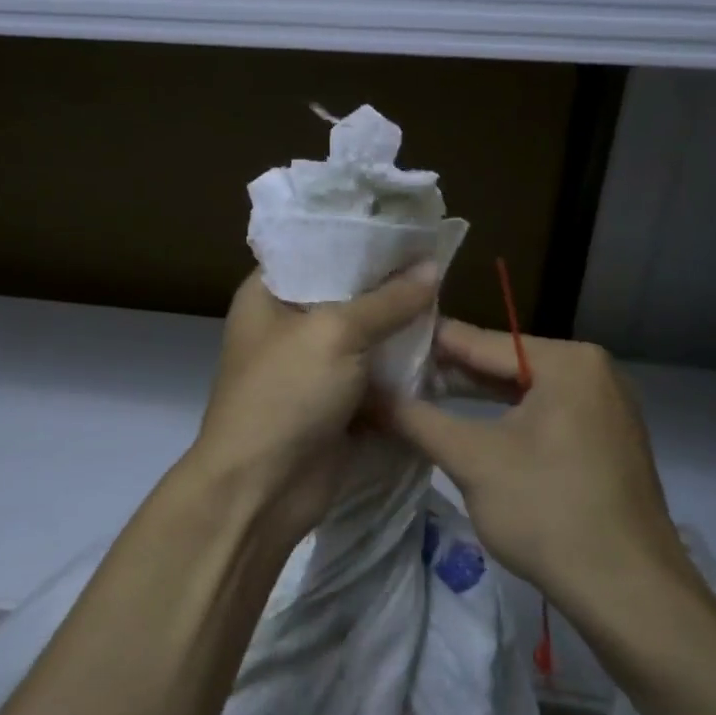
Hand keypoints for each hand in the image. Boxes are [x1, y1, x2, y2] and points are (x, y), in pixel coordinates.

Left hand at [188, 265, 439, 554]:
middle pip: (347, 293)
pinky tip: (445, 350)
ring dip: (403, 329)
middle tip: (442, 264)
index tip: (409, 225)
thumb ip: (386, 300)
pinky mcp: (337, 403)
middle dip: (391, 285)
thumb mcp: (335, 334)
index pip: (316, 248)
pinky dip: (404, 369)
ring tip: (453, 303)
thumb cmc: (285, 394)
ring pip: (367, 337)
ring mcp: (314, 367)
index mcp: (269, 294)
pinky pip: (376, 376)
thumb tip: (432, 266)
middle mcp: (289, 325)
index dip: (360, 236)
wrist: (262, 490)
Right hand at [383, 321, 698, 614]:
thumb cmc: (548, 511)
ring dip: (475, 398)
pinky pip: (546, 415)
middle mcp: (595, 371)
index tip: (382, 341)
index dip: (427, 344)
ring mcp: (606, 407)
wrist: (629, 593)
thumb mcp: (472, 460)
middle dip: (449, 373)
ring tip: (419, 397)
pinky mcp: (607, 441)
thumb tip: (366, 394)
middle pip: (505, 363)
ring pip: (525, 392)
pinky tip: (470, 427)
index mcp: (569, 361)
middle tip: (392, 374)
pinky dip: (507, 420)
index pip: (481, 341)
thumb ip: (415, 419)